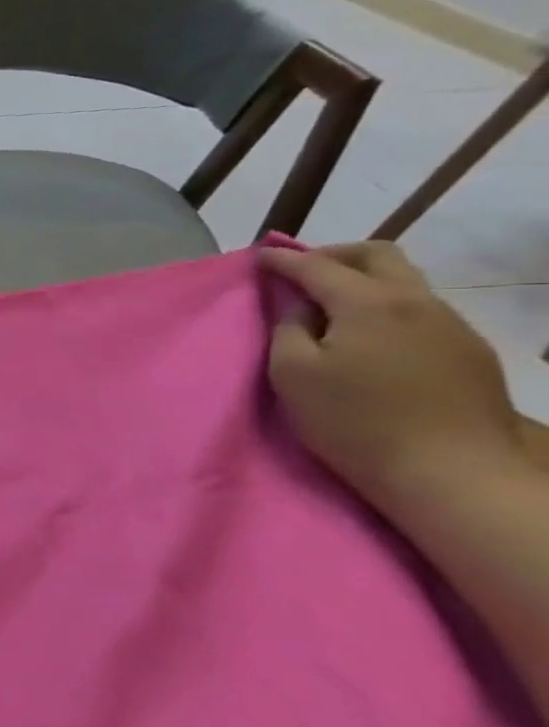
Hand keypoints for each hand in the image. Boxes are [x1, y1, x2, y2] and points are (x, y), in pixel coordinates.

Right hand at [262, 242, 524, 504]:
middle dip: (333, 255)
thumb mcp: (293, 373)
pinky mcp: (468, 351)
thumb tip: (294, 304)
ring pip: (403, 281)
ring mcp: (451, 325)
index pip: (317, 266)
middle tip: (298, 272)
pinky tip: (367, 335)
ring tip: (329, 305)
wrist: (450, 471)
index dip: (283, 259)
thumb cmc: (353, 420)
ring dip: (362, 281)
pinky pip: (420, 310)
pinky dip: (385, 306)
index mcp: (370, 303)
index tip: (258, 257)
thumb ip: (288, 328)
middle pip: (377, 255)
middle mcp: (417, 302)